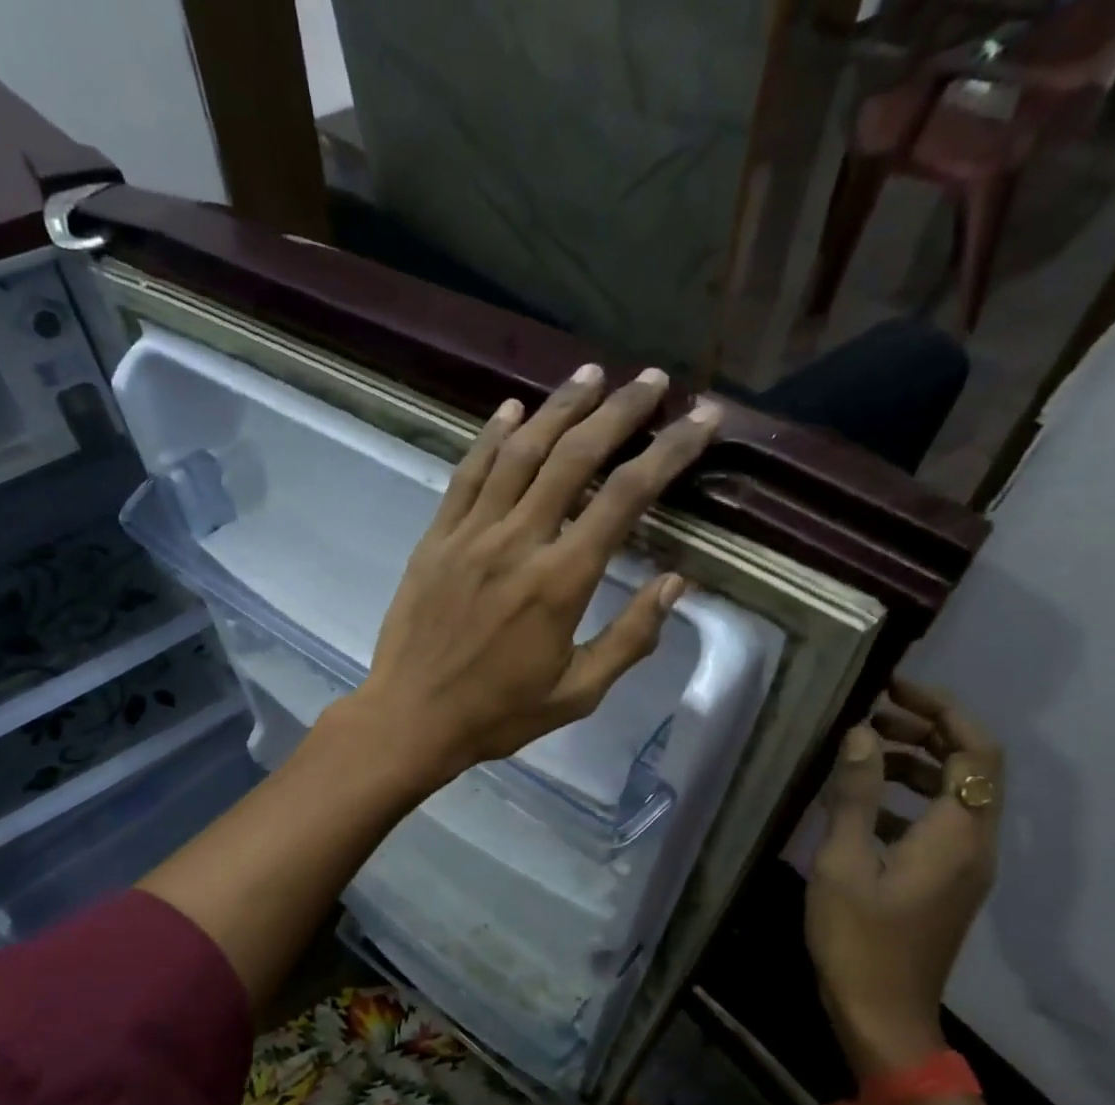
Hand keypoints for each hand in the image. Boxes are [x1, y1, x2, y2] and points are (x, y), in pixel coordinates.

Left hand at [334, 363, 722, 787]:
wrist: (411, 718)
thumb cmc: (498, 714)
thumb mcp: (578, 693)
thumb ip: (631, 638)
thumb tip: (675, 583)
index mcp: (561, 581)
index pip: (626, 497)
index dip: (670, 451)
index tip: (702, 419)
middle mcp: (518, 541)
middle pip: (575, 457)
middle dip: (620, 412)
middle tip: (653, 380)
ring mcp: (470, 534)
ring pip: (520, 453)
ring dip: (559, 408)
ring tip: (592, 375)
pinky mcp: (435, 539)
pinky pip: (467, 475)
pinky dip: (491, 437)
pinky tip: (511, 409)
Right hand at [805, 679, 1002, 1074]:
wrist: (882, 1013)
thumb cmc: (858, 938)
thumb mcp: (843, 861)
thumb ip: (854, 795)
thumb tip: (861, 734)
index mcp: (956, 835)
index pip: (975, 751)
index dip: (942, 710)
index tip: (892, 688)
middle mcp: (975, 844)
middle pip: (971, 767)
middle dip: (926, 731)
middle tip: (870, 714)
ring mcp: (964, 866)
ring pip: (954, 795)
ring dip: (915, 764)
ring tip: (860, 753)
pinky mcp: (947, 882)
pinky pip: (939, 822)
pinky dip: (907, 799)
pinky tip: (860, 805)